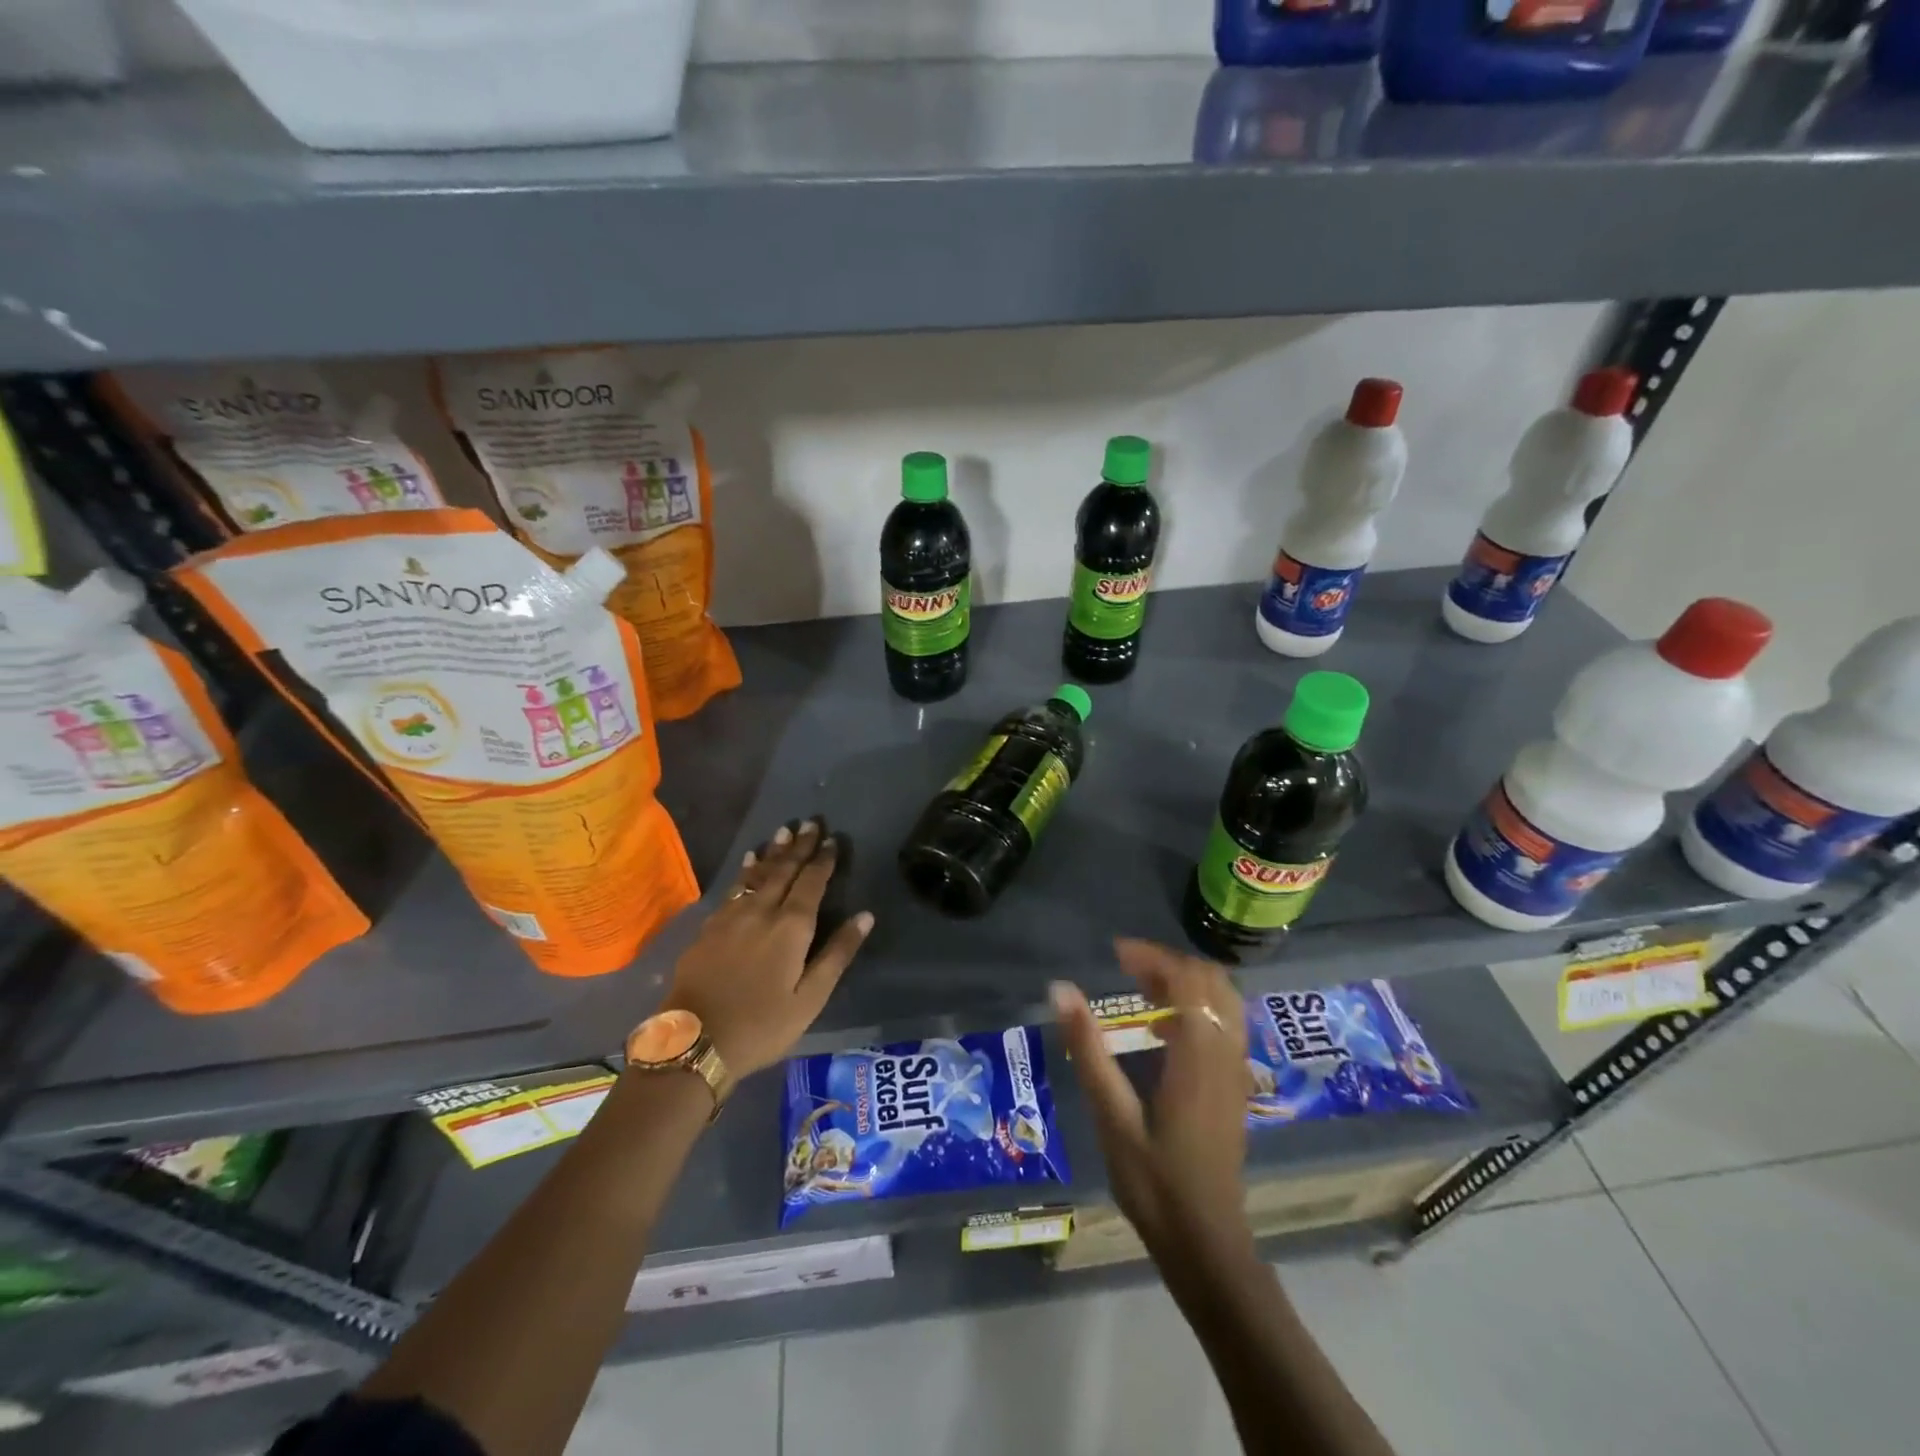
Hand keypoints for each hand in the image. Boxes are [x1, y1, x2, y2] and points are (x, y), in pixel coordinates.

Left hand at [663, 820, 873, 1078]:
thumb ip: (837, 953)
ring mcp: (731, 917)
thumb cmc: (762, 1025)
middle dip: (799, 846)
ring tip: (783, 832)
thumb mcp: (810, 998)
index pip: (812, 882)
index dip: (823, 860)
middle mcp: (761, 911)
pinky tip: (749, 863)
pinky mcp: (709, 928)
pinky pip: (734, 888)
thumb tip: (865, 915)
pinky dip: (746, 871)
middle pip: (784, 870)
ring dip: (773, 852)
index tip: (832, 840)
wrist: (694, 1042)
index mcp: (791, 927)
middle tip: (810, 822)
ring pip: (757, 874)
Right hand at [1053, 939, 1253, 1258]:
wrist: (1207, 1244)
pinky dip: (1198, 1007)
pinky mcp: (1235, 1086)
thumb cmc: (1155, 1183)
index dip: (1153, 957)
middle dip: (1170, 964)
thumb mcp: (1112, 1117)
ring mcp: (1236, 1070)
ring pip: (1225, 1000)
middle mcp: (1226, 1054)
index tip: (1115, 953)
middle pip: (1212, 981)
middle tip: (1127, 968)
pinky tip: (1163, 1029)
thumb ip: (1089, 1050)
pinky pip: (1226, 1023)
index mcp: (1198, 1056)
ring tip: (1143, 989)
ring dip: (1187, 983)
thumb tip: (1060, 990)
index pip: (1188, 980)